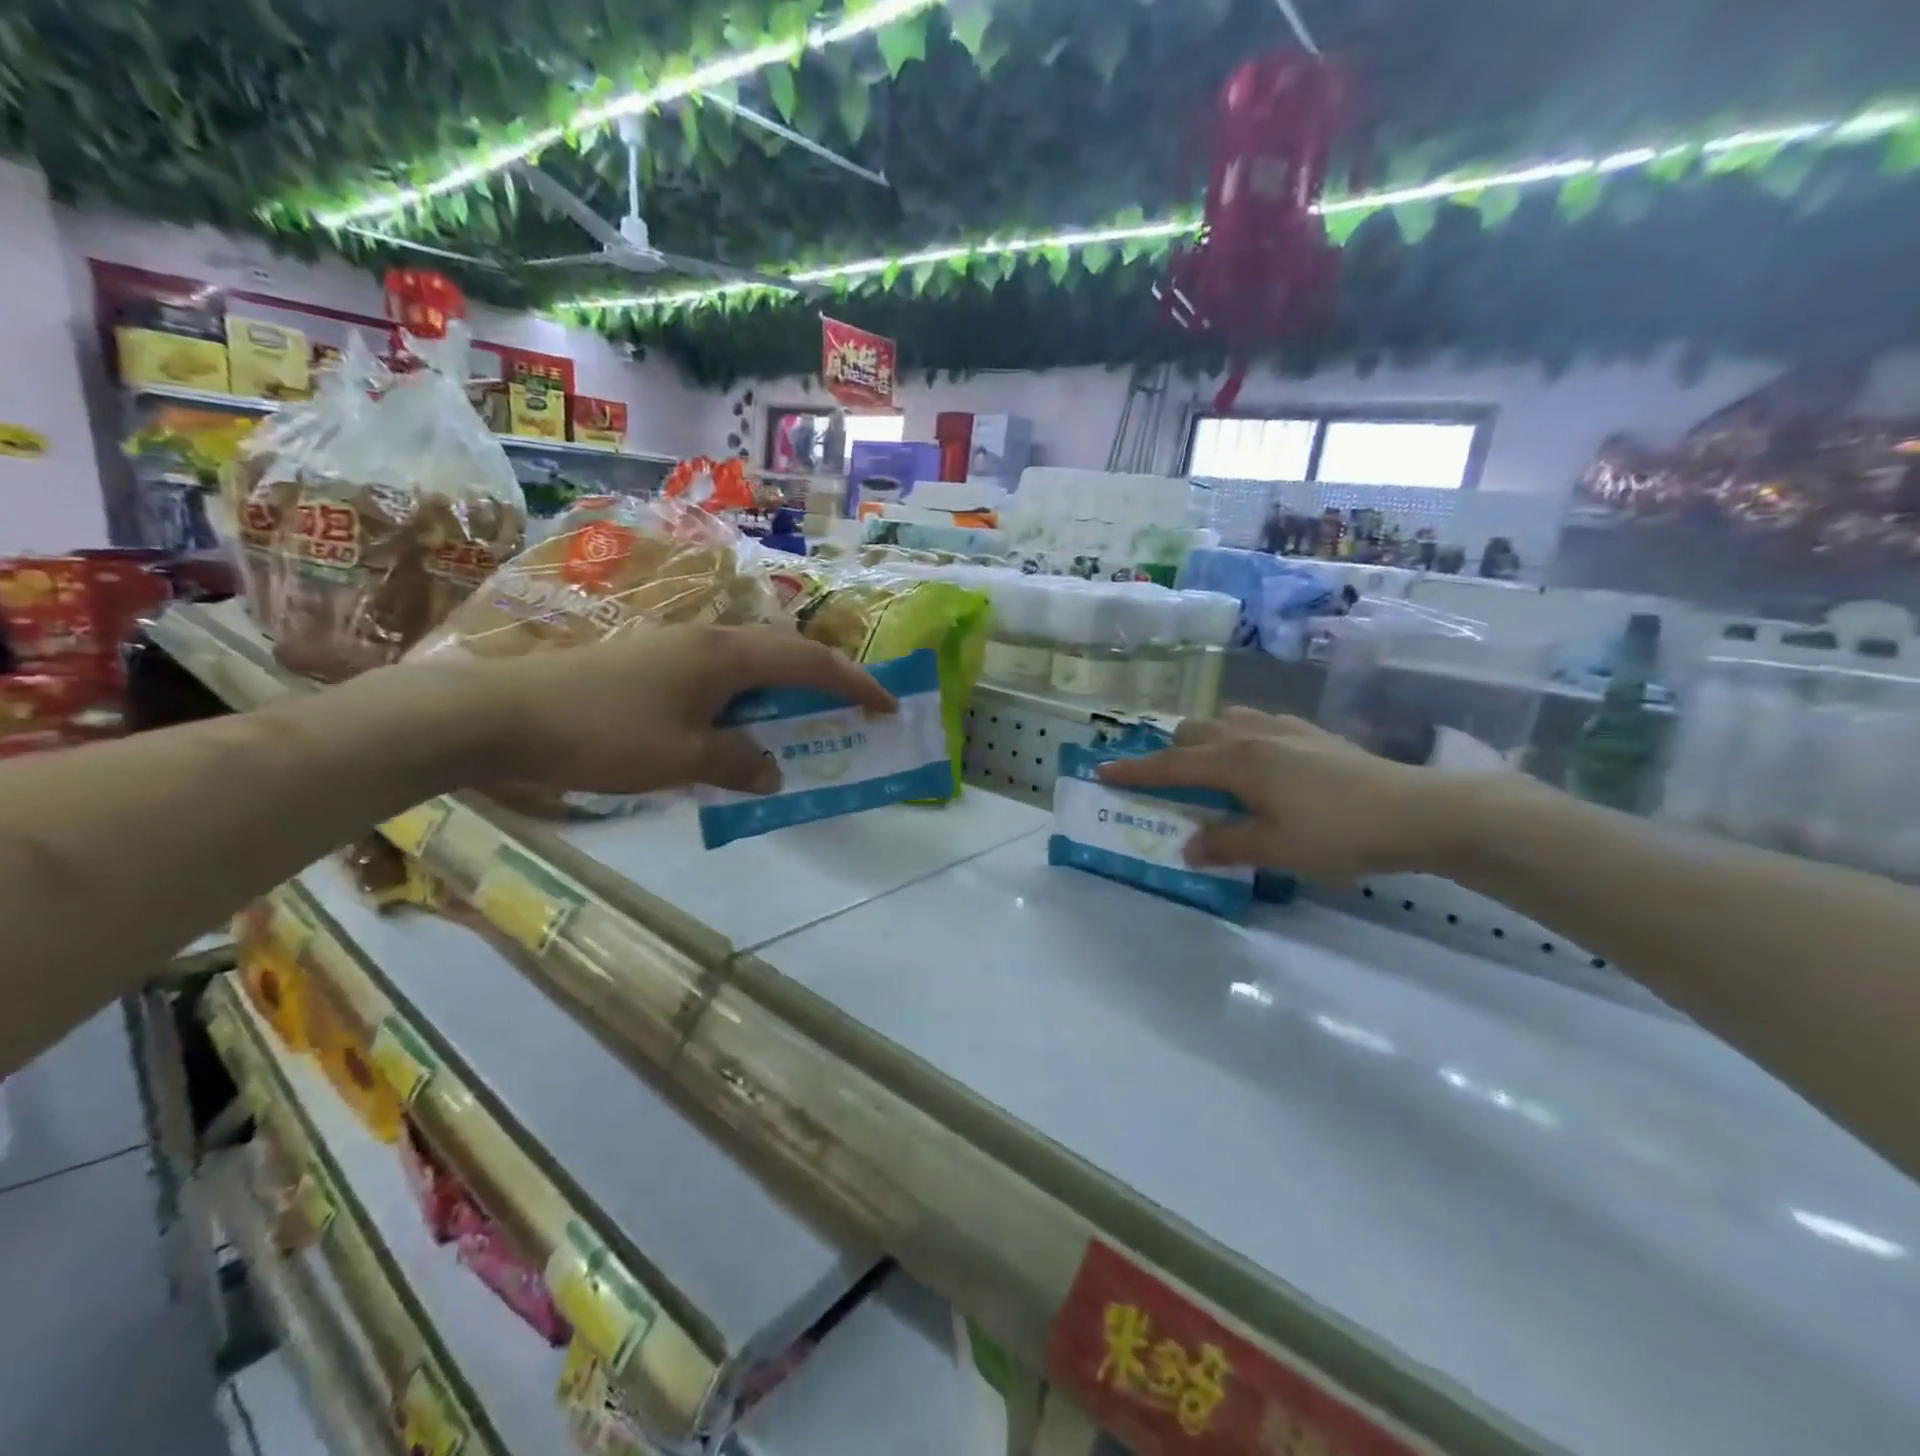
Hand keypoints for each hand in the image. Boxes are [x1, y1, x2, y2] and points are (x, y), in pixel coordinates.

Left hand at [446, 624, 895, 795]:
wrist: (500, 714)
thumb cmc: (602, 734)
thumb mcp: (682, 759)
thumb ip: (738, 763)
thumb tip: (773, 771)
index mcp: (726, 655)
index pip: (809, 663)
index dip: (854, 683)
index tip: (888, 704)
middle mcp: (708, 640)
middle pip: (785, 654)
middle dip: (824, 682)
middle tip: (850, 714)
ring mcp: (676, 648)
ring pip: (750, 666)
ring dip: (782, 693)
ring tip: (799, 725)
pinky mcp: (650, 663)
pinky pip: (718, 679)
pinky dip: (744, 703)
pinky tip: (735, 730)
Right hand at [1095, 708, 1461, 879]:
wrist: (1418, 810)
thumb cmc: (1336, 832)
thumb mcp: (1273, 849)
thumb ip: (1224, 845)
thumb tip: (1187, 847)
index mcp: (1235, 761)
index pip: (1170, 766)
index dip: (1133, 771)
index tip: (1101, 771)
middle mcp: (1251, 735)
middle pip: (1192, 732)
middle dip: (1169, 753)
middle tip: (1166, 784)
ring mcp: (1283, 729)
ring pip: (1224, 722)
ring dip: (1204, 742)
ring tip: (1210, 773)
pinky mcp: (1311, 733)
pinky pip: (1256, 725)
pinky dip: (1238, 740)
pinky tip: (1259, 766)